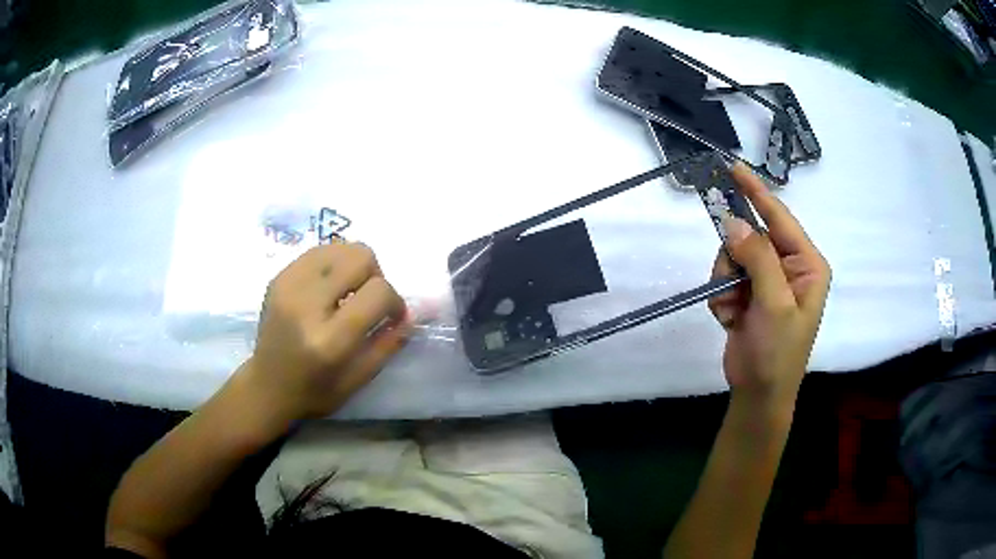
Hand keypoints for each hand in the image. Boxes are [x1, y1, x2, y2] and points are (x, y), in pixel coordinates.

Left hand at [240, 242, 409, 421]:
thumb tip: (411, 314)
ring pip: (340, 246)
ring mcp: (288, 286)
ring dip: (354, 265)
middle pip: (360, 256)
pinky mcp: (278, 277)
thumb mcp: (358, 380)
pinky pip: (318, 251)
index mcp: (329, 340)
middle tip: (368, 300)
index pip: (378, 292)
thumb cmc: (315, 392)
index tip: (392, 317)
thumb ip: (387, 345)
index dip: (395, 301)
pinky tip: (329, 288)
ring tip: (349, 291)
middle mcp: (306, 305)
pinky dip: (333, 264)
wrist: (266, 387)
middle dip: (376, 276)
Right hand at [708, 164, 830, 401]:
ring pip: (732, 256)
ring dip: (726, 282)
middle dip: (735, 260)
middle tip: (731, 285)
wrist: (759, 394)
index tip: (732, 167)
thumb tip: (732, 222)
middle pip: (750, 236)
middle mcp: (789, 266)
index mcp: (807, 264)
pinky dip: (722, 297)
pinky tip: (731, 319)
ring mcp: (767, 280)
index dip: (756, 192)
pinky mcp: (749, 293)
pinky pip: (724, 276)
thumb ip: (758, 258)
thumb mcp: (775, 305)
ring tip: (734, 311)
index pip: (780, 217)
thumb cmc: (778, 353)